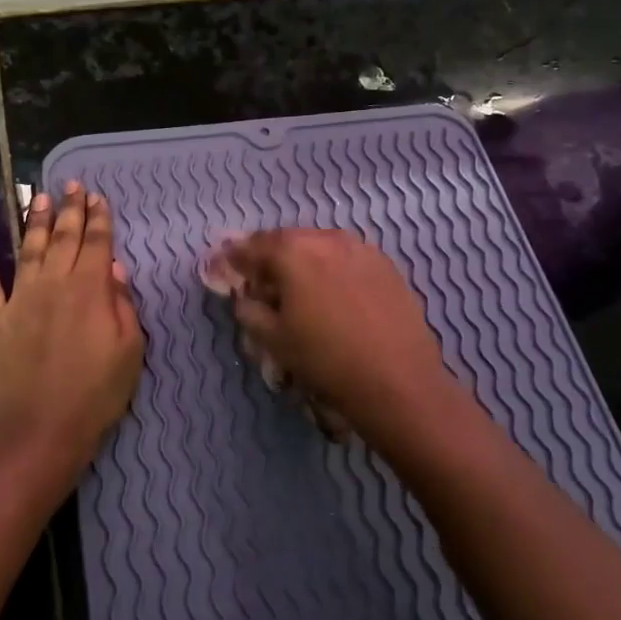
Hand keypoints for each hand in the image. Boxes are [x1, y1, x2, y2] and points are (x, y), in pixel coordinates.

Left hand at [0, 182, 144, 492]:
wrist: (39, 432)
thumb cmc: (95, 395)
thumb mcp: (130, 352)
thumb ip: (123, 305)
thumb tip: (114, 269)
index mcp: (90, 290)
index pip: (96, 244)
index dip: (99, 219)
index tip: (98, 197)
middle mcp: (53, 284)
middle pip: (63, 238)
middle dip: (70, 210)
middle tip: (71, 185)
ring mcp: (18, 299)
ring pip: (28, 250)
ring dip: (34, 222)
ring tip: (39, 198)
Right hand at [226, 229, 454, 446]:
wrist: (397, 381)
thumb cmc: (326, 360)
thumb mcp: (273, 340)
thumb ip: (249, 310)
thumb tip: (246, 297)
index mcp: (292, 251)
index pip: (251, 247)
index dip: (234, 258)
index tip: (223, 265)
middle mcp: (326, 238)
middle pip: (286, 240)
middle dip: (269, 256)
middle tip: (260, 278)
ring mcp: (361, 248)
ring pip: (319, 245)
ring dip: (302, 260)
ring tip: (297, 286)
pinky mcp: (386, 265)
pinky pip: (347, 257)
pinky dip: (331, 267)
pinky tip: (332, 292)